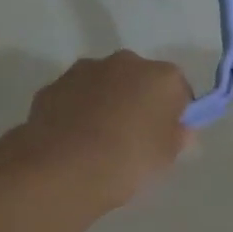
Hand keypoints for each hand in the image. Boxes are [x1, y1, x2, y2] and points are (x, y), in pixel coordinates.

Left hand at [17, 51, 194, 210]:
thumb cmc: (128, 161)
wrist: (64, 169)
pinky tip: (75, 141)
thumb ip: (176, 137)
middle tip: (134, 139)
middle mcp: (125, 63)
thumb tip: (177, 129)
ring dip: (106, 103)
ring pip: (105, 85)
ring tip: (99, 142)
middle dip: (138, 102)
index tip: (167, 137)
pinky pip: (76, 97)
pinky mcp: (53, 85)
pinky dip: (78, 112)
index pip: (179, 91)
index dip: (175, 114)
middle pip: (140, 80)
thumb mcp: (165, 158)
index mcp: (162, 77)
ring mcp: (85, 70)